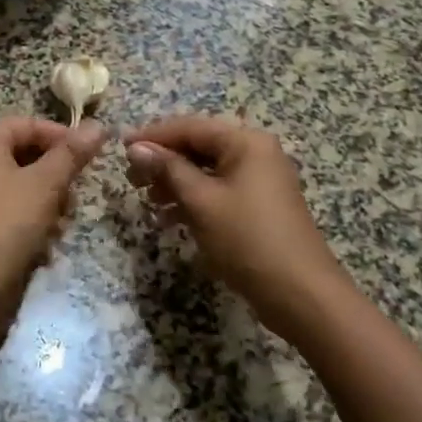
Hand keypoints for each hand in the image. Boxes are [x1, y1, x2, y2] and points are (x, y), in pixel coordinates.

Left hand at [0, 117, 106, 329]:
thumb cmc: (4, 225)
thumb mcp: (45, 185)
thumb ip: (72, 154)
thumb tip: (98, 125)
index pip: (27, 124)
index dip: (62, 136)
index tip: (90, 157)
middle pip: (24, 156)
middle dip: (55, 177)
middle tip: (74, 199)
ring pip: (19, 187)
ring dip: (46, 204)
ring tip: (59, 227)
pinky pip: (7, 212)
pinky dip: (28, 223)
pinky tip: (43, 246)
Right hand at [124, 116, 347, 344]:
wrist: (300, 294)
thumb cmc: (247, 239)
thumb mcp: (201, 201)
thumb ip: (168, 169)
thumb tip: (136, 148)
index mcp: (246, 142)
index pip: (190, 127)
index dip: (153, 136)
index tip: (120, 148)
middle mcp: (255, 153)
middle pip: (199, 146)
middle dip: (163, 161)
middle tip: (131, 179)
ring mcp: (260, 180)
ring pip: (207, 170)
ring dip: (175, 182)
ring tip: (147, 200)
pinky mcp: (258, 206)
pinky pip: (218, 191)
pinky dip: (193, 200)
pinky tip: (169, 218)